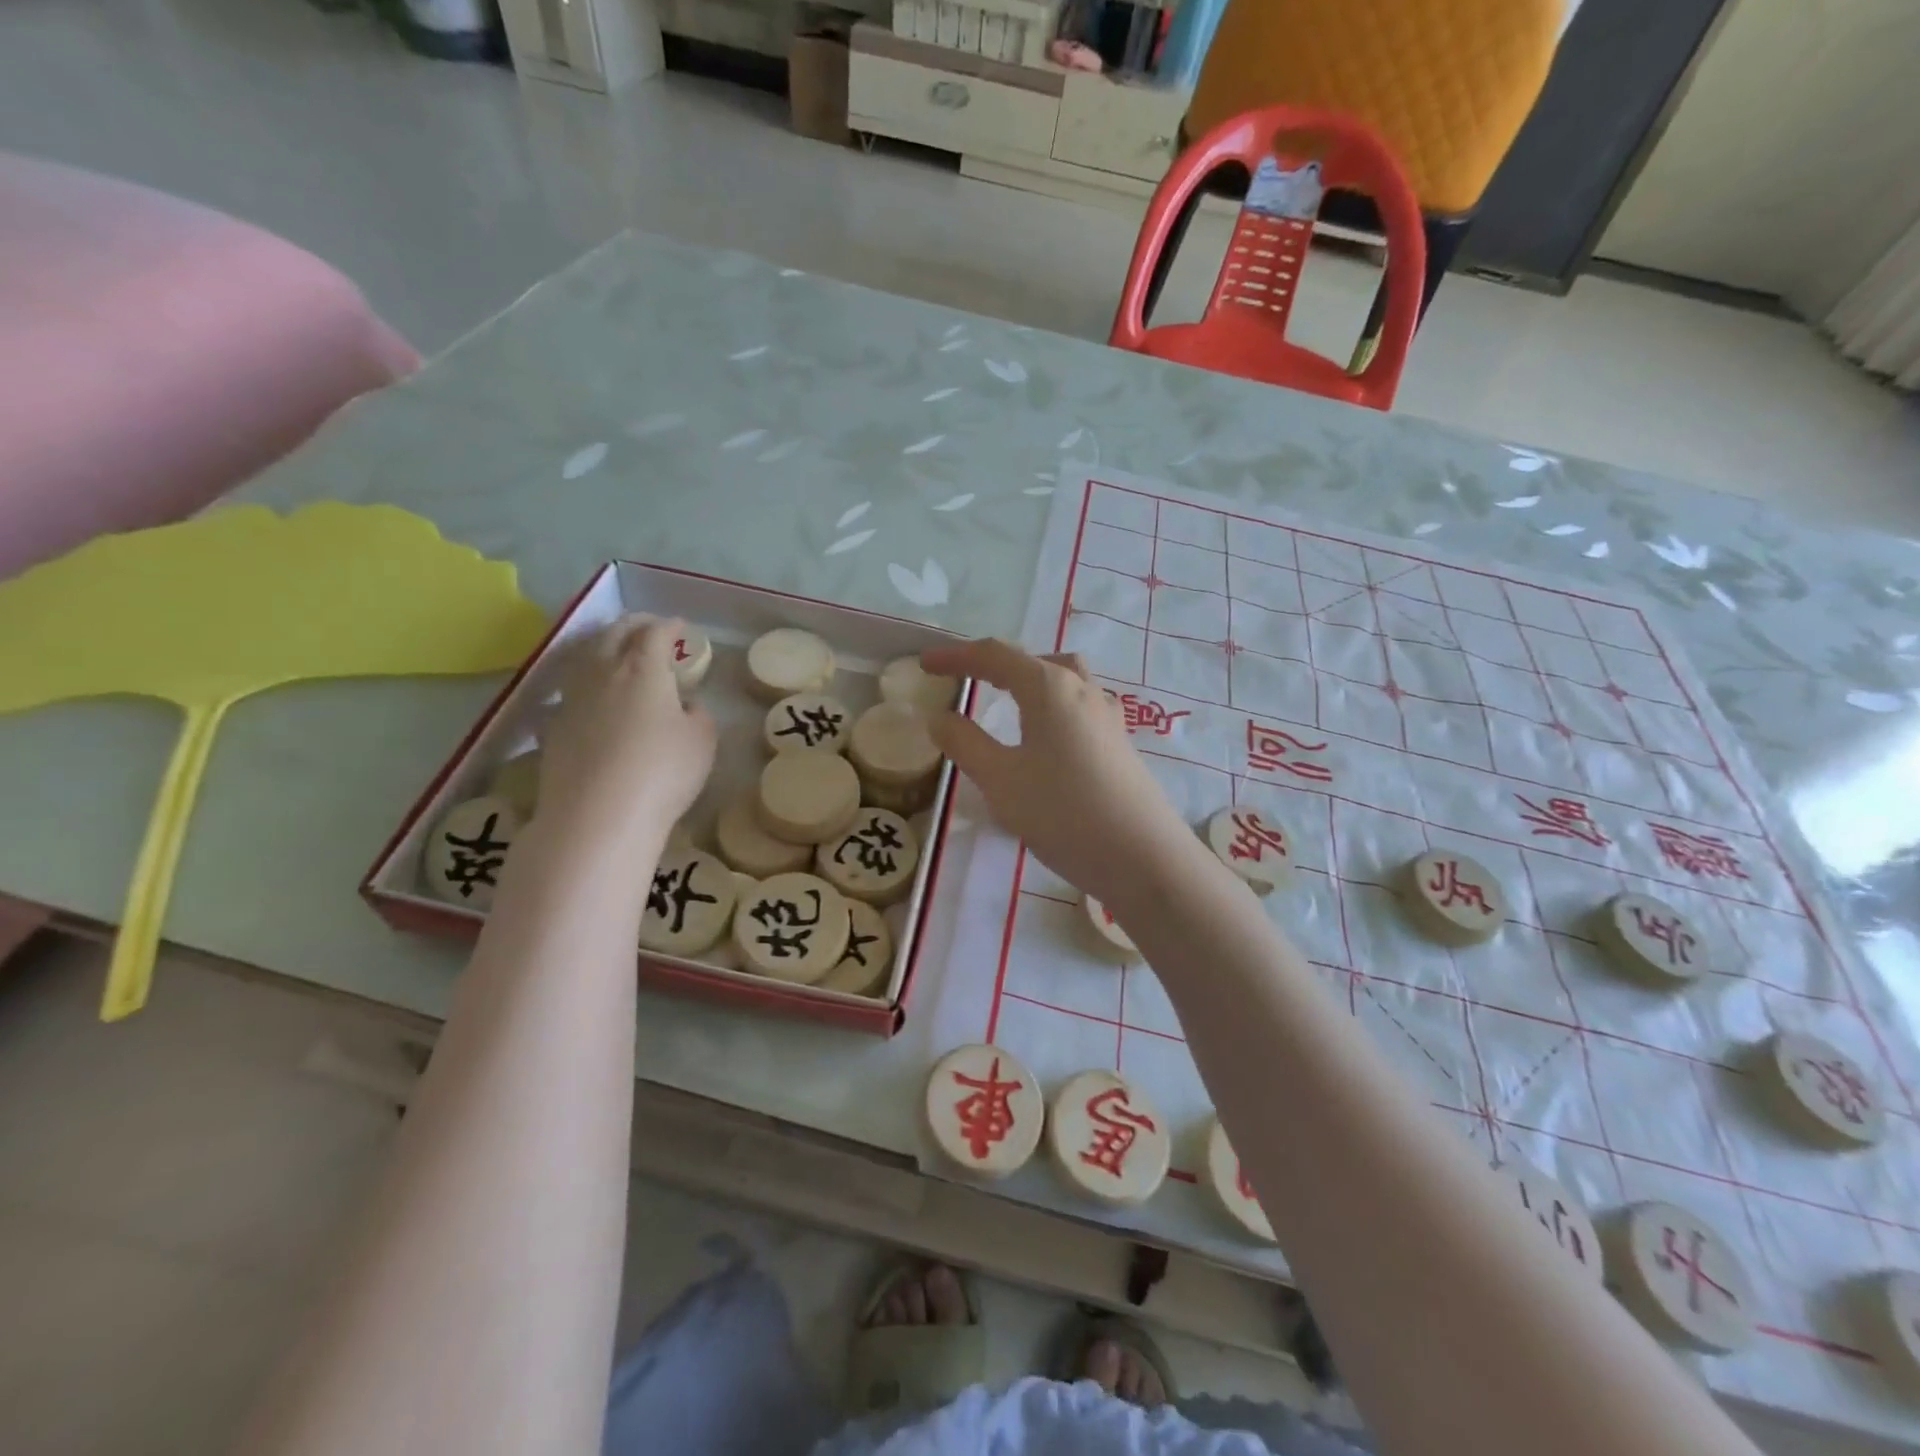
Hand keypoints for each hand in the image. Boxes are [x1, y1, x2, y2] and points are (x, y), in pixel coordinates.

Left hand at [537, 616, 716, 851]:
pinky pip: (570, 692)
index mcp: (643, 669)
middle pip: (613, 635)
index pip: (654, 633)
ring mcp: (571, 699)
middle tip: (648, 627)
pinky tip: (591, 697)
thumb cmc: (662, 772)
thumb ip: (697, 715)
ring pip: (584, 658)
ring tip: (615, 652)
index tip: (679, 626)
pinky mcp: (552, 728)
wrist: (597, 816)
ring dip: (602, 648)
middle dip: (633, 625)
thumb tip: (685, 705)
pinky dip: (585, 684)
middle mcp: (602, 673)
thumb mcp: (702, 741)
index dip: (669, 626)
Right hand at [921, 640, 1196, 903]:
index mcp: (1049, 687)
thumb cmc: (1064, 812)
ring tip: (1008, 705)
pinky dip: (1052, 708)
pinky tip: (1045, 741)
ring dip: (1031, 682)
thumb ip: (965, 743)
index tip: (925, 664)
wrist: (1143, 857)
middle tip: (968, 681)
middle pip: (1035, 661)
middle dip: (997, 665)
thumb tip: (940, 717)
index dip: (956, 656)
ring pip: (1065, 681)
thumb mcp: (1000, 779)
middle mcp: (1083, 689)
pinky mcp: (1120, 744)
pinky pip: (1079, 707)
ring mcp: (1108, 716)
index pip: (995, 656)